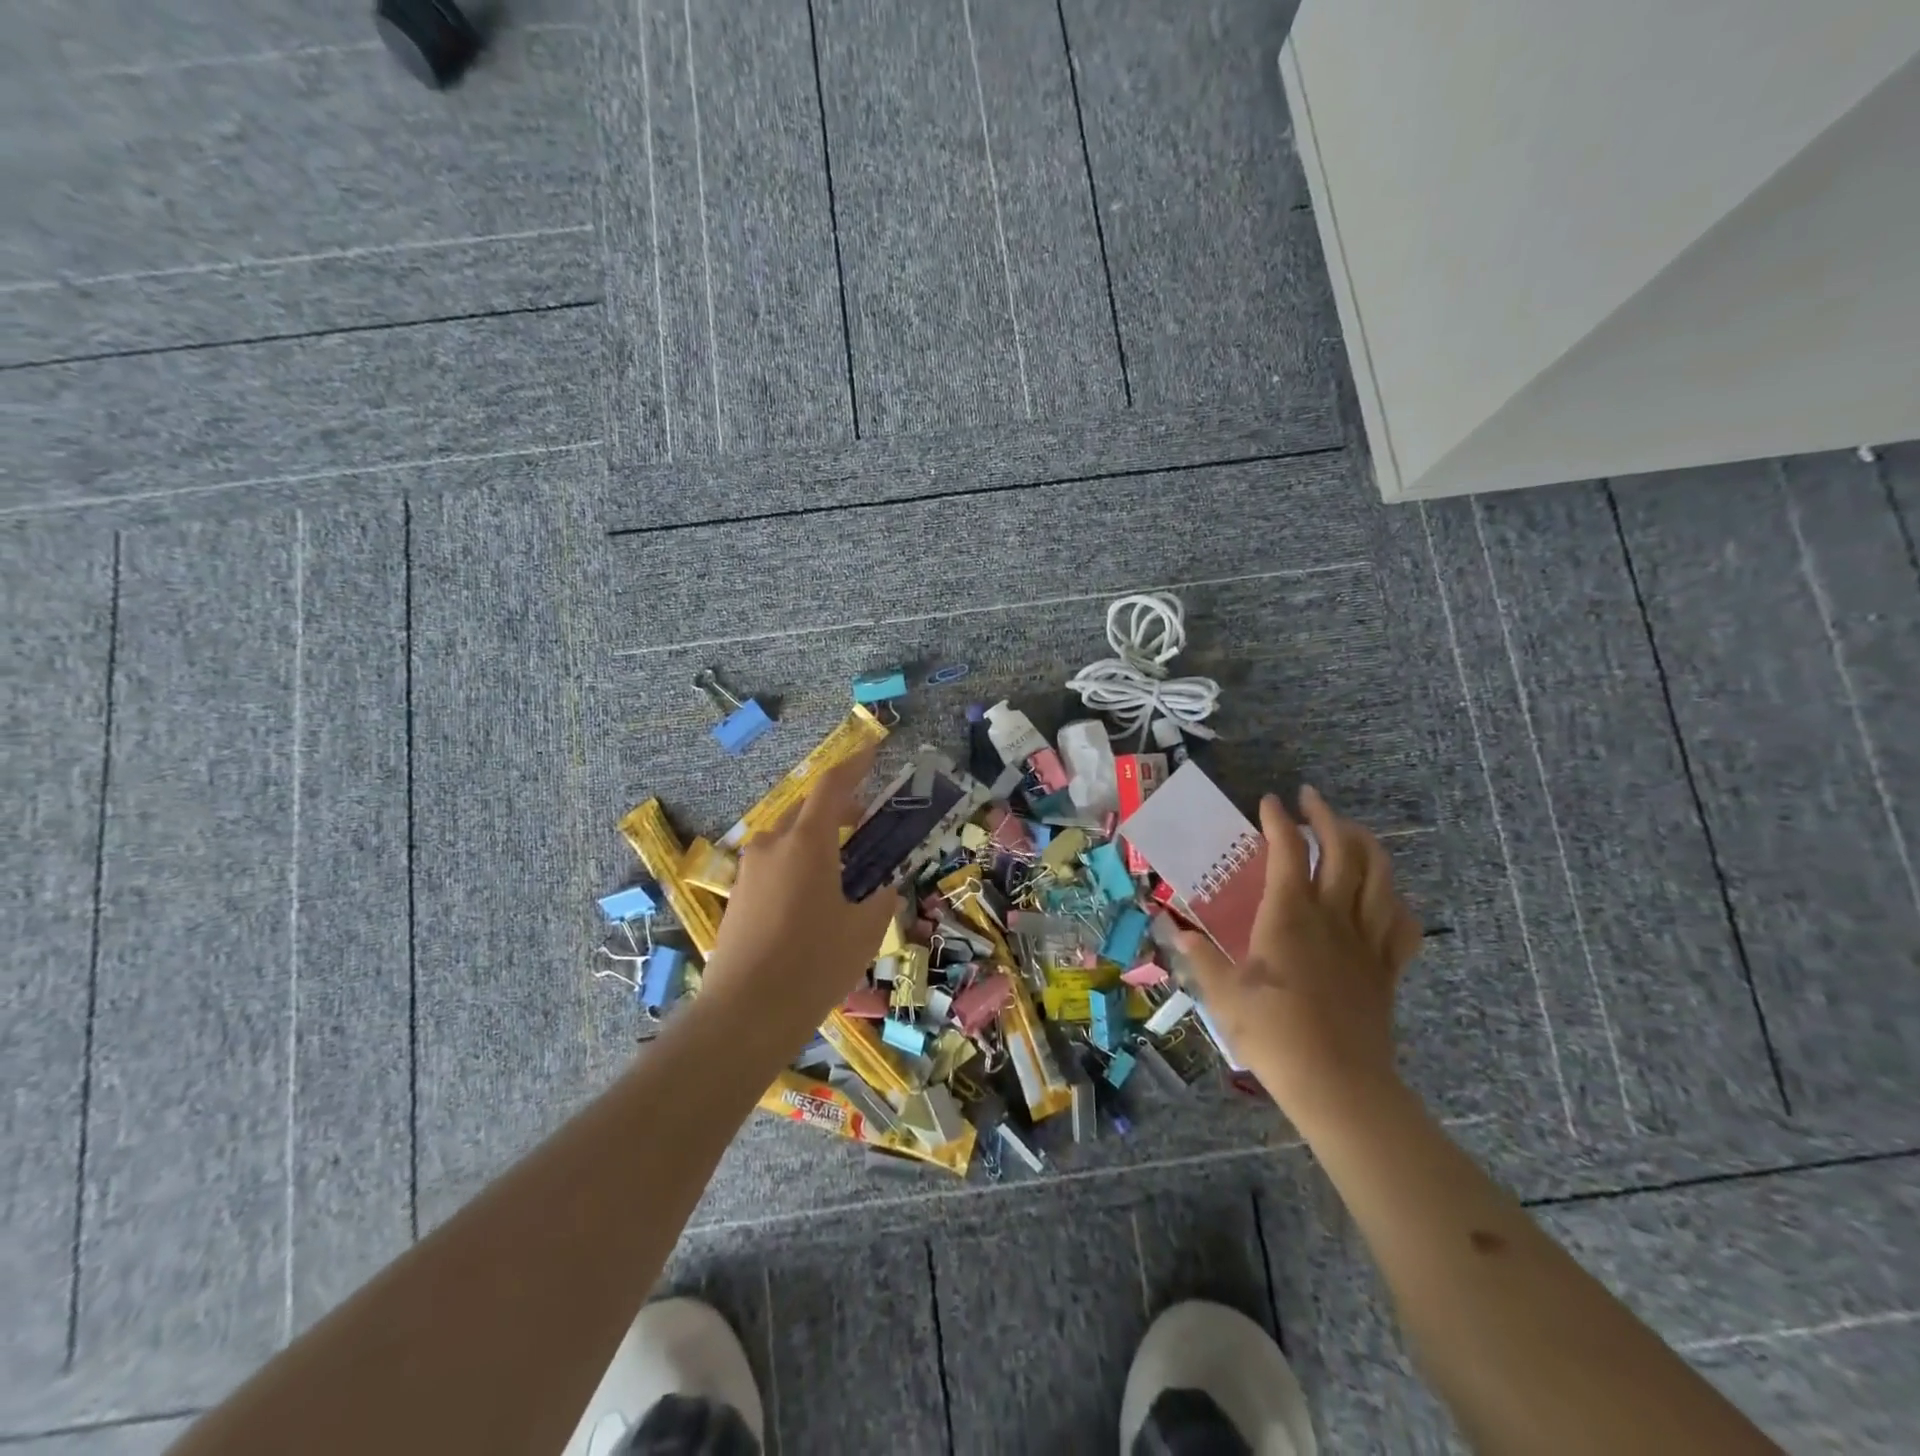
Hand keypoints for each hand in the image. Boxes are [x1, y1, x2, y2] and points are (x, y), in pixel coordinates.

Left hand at [701, 746, 900, 1040]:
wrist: (743, 1015)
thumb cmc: (813, 965)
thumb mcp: (864, 931)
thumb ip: (880, 900)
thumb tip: (885, 889)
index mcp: (806, 842)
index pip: (832, 786)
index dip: (855, 764)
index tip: (873, 749)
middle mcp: (772, 845)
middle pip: (808, 811)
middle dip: (839, 809)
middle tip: (867, 824)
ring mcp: (750, 870)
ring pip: (790, 839)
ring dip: (818, 840)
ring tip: (845, 869)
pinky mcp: (739, 895)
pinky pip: (775, 864)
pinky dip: (800, 865)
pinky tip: (815, 900)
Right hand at [1176, 786, 1423, 1129]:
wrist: (1338, 1085)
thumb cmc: (1273, 1035)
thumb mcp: (1222, 994)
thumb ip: (1199, 956)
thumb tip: (1174, 929)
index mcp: (1288, 916)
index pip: (1288, 851)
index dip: (1279, 820)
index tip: (1268, 802)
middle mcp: (1332, 916)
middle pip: (1343, 850)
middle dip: (1327, 816)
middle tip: (1311, 800)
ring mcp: (1366, 940)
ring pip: (1379, 876)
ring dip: (1367, 844)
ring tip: (1351, 831)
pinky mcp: (1387, 968)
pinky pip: (1402, 923)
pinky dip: (1395, 899)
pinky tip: (1384, 895)